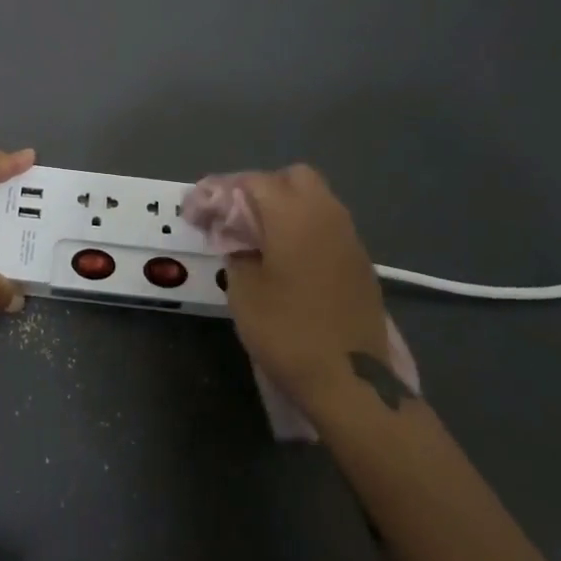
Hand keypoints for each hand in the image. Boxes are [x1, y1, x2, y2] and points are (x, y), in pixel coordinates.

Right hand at [222, 165, 394, 415]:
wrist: (352, 382)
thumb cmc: (288, 331)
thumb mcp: (243, 290)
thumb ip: (235, 249)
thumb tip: (235, 234)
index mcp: (292, 213)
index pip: (251, 181)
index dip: (221, 191)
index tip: (200, 211)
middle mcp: (325, 213)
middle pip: (293, 178)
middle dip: (263, 189)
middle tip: (239, 219)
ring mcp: (349, 237)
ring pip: (316, 200)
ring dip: (287, 208)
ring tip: (261, 239)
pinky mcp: (361, 262)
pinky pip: (328, 226)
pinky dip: (306, 230)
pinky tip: (290, 260)